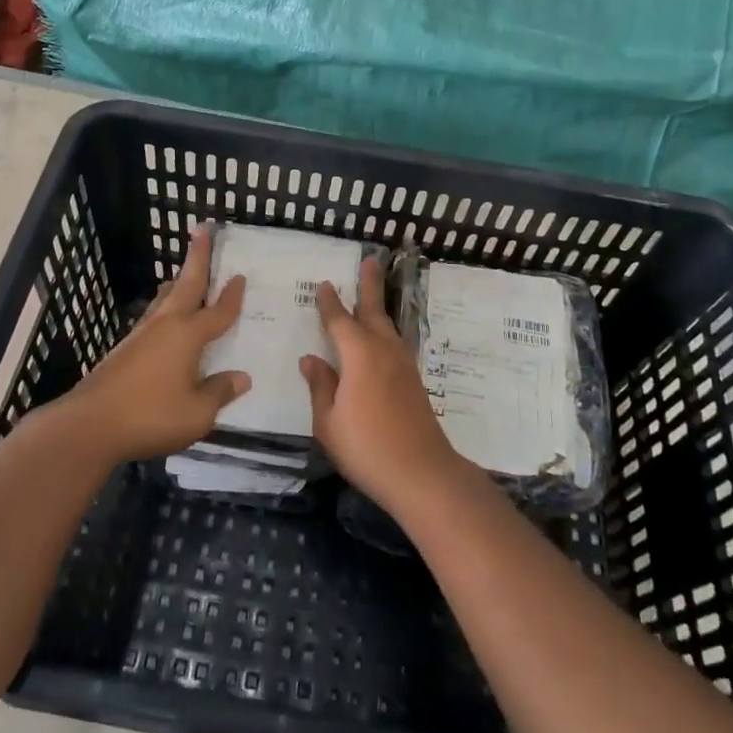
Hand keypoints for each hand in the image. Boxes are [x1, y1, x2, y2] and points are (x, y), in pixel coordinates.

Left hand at [64, 225, 249, 462]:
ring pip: (164, 299)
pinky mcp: (123, 350)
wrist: (89, 424)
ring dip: (178, 284)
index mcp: (188, 335)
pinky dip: (164, 309)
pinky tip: (163, 322)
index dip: (232, 295)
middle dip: (197, 257)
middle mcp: (166, 326)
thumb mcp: (197, 413)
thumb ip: (219, 393)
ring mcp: (140, 336)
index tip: (240, 275)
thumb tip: (241, 377)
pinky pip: (153, 319)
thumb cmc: (151, 415)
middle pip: (187, 285)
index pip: (218, 312)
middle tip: (203, 230)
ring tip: (182, 275)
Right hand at [301, 256, 468, 514]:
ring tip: (372, 296)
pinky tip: (382, 340)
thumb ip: (320, 387)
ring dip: (379, 307)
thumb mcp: (329, 422)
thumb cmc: (367, 448)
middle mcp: (384, 351)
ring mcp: (403, 365)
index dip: (329, 303)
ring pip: (388, 327)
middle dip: (369, 285)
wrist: (422, 473)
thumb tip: (311, 359)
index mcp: (359, 355)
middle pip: (374, 310)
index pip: (339, 321)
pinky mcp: (414, 381)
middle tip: (370, 260)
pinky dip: (385, 332)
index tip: (323, 284)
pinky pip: (395, 344)